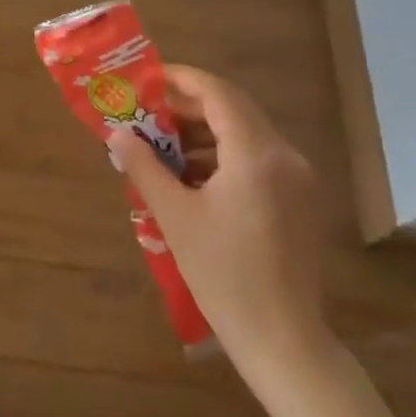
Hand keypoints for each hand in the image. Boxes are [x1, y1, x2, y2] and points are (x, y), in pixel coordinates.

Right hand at [108, 66, 339, 396]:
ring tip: (160, 148)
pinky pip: (255, 159)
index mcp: (256, 154)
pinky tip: (189, 178)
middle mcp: (284, 156)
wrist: (281, 337)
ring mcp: (296, 179)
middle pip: (233, 109)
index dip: (180, 79)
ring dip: (202, 132)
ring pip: (244, 134)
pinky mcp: (297, 200)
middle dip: (187, 106)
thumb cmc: (223, 274)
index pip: (218, 93)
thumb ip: (144, 167)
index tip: (145, 79)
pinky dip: (221, 156)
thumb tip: (118, 134)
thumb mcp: (175, 216)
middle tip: (145, 113)